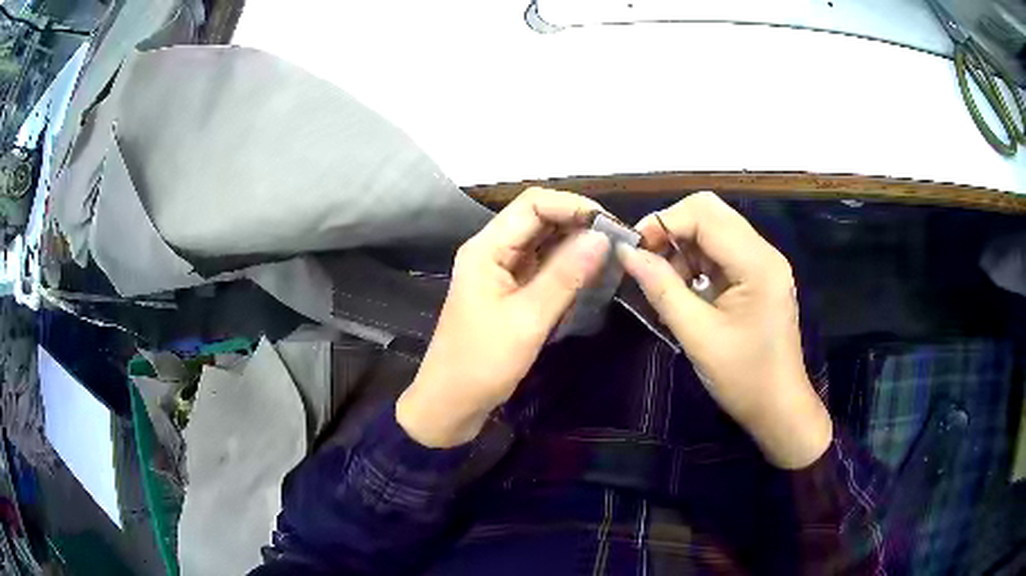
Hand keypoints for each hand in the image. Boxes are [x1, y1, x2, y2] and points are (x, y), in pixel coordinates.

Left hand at [397, 188, 609, 446]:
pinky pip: (541, 268)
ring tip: (611, 256)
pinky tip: (589, 275)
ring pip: (542, 244)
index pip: (533, 204)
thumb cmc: (482, 363)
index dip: (573, 206)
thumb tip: (601, 236)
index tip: (611, 226)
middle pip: (538, 219)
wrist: (450, 404)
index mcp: (487, 248)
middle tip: (619, 242)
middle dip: (578, 224)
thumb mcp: (527, 320)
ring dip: (574, 245)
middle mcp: (492, 251)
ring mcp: (499, 272)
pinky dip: (565, 268)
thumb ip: (565, 276)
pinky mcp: (508, 293)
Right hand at [617, 192, 831, 468]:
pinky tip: (683, 290)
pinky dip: (696, 262)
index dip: (662, 222)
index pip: (704, 214)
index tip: (632, 250)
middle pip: (710, 212)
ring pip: (714, 229)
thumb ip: (661, 289)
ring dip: (682, 247)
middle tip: (644, 260)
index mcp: (756, 263)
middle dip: (671, 229)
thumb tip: (626, 253)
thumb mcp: (697, 336)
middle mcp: (764, 252)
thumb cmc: (743, 378)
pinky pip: (721, 252)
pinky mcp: (759, 277)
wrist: (779, 408)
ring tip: (663, 283)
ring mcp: (763, 263)